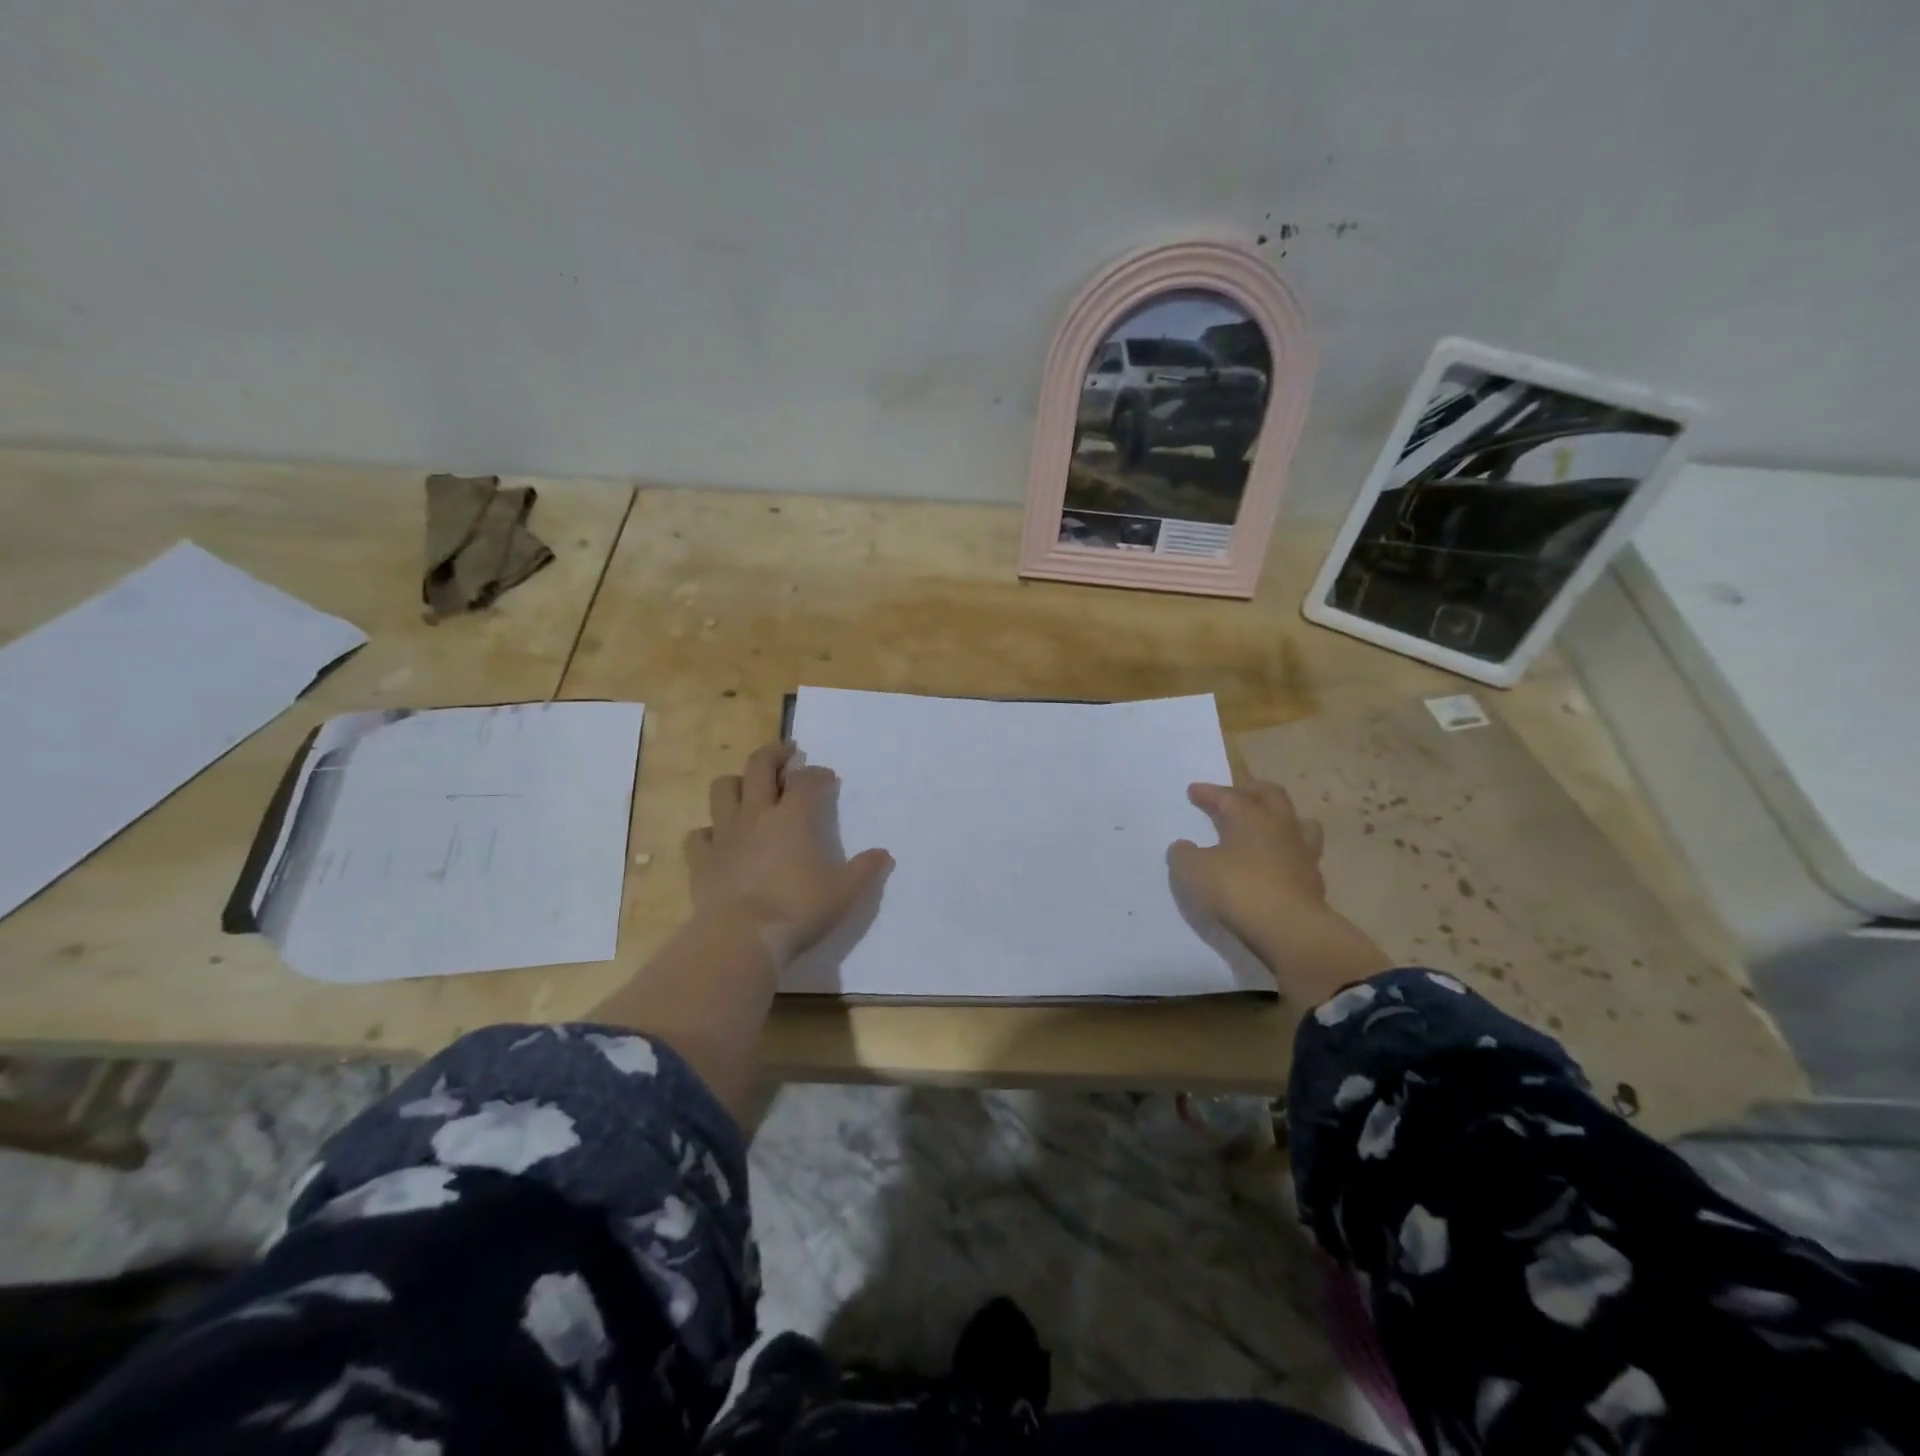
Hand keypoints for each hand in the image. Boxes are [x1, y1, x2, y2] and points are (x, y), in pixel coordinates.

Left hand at [686, 742, 892, 965]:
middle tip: (786, 752)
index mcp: (793, 818)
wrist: (742, 939)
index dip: (818, 774)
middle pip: (759, 767)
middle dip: (774, 753)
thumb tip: (883, 854)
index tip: (827, 777)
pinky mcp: (701, 859)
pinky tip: (719, 840)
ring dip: (737, 783)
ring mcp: (724, 835)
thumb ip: (865, 870)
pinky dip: (710, 831)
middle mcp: (756, 816)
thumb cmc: (798, 910)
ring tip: (748, 789)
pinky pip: (699, 834)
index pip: (806, 780)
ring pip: (723, 790)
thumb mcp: (844, 893)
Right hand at [1170, 780, 1389, 1001]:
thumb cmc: (1238, 889)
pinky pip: (1302, 856)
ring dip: (1282, 819)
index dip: (1209, 793)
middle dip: (1252, 790)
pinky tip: (1276, 865)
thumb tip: (1183, 847)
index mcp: (1251, 817)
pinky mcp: (1314, 881)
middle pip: (1272, 796)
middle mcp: (1281, 827)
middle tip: (1238, 792)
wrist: (1290, 930)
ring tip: (1268, 825)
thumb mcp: (1193, 871)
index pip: (1228, 796)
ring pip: (1300, 822)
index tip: (1193, 791)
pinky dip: (1287, 854)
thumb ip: (1184, 854)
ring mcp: (1302, 853)